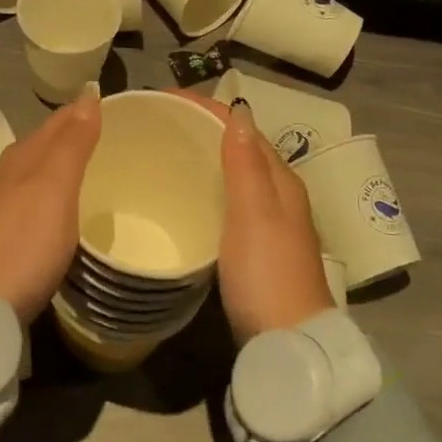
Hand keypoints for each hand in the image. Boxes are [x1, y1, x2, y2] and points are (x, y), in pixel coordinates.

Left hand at [0, 88, 101, 321]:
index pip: (60, 120)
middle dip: (80, 138)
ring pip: (43, 173)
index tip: (122, 113)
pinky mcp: (7, 235)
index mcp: (23, 155)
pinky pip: (39, 201)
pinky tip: (73, 211)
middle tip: (122, 143)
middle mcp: (10, 173)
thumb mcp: (55, 186)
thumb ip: (73, 143)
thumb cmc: (25, 240)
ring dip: (69, 169)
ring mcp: (5, 205)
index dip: (87, 112)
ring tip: (103, 174)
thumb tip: (88, 96)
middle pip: (49, 145)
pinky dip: (60, 197)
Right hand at [178, 92, 332, 344]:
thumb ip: (245, 163)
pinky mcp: (251, 248)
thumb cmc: (268, 273)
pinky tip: (180, 198)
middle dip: (201, 129)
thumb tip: (237, 109)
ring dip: (202, 158)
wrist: (287, 342)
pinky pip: (224, 202)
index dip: (206, 108)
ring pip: (231, 175)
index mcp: (280, 180)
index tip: (162, 99)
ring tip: (161, 152)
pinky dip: (204, 189)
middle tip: (154, 123)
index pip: (242, 128)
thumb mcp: (254, 214)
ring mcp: (265, 223)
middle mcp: (276, 195)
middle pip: (237, 148)